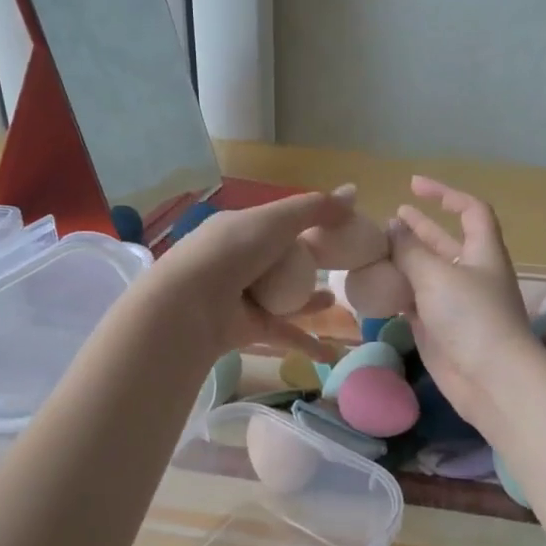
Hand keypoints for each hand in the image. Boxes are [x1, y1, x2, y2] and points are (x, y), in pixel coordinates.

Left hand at [148, 191, 349, 359]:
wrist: (191, 304)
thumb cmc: (233, 251)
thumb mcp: (276, 220)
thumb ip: (315, 209)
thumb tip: (355, 191)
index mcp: (240, 229)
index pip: (277, 225)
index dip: (306, 226)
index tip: (337, 232)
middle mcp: (239, 262)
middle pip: (281, 263)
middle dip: (307, 266)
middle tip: (338, 268)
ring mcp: (242, 297)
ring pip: (283, 299)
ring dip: (307, 302)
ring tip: (333, 301)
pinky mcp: (247, 329)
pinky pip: (283, 333)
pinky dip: (305, 343)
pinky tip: (330, 354)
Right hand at [390, 176, 540, 437]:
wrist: (490, 379)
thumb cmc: (471, 317)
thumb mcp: (437, 276)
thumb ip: (410, 251)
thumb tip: (392, 228)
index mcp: (482, 252)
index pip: (471, 211)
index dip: (446, 194)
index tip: (414, 186)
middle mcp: (470, 273)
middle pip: (444, 242)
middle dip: (420, 228)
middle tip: (390, 218)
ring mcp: (454, 303)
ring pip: (426, 273)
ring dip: (403, 260)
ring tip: (375, 249)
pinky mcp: (438, 328)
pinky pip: (414, 301)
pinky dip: (396, 291)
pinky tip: (374, 285)